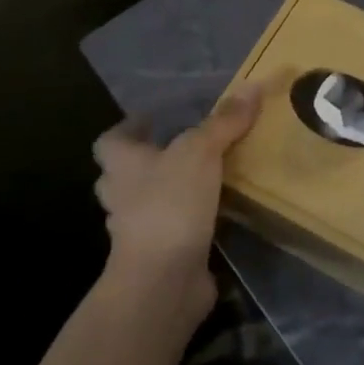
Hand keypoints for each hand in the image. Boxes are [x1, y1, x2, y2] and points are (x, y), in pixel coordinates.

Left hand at [92, 87, 261, 330]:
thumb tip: (253, 85)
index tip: (151, 119)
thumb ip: (225, 121)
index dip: (128, 129)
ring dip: (168, 192)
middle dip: (146, 162)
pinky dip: (187, 221)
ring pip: (147, 204)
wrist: (163, 279)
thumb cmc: (170, 204)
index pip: (110, 141)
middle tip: (179, 147)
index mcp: (122, 165)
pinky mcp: (159, 256)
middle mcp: (122, 196)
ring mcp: (137, 231)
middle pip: (123, 174)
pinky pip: (171, 230)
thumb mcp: (201, 151)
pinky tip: (214, 213)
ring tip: (203, 177)